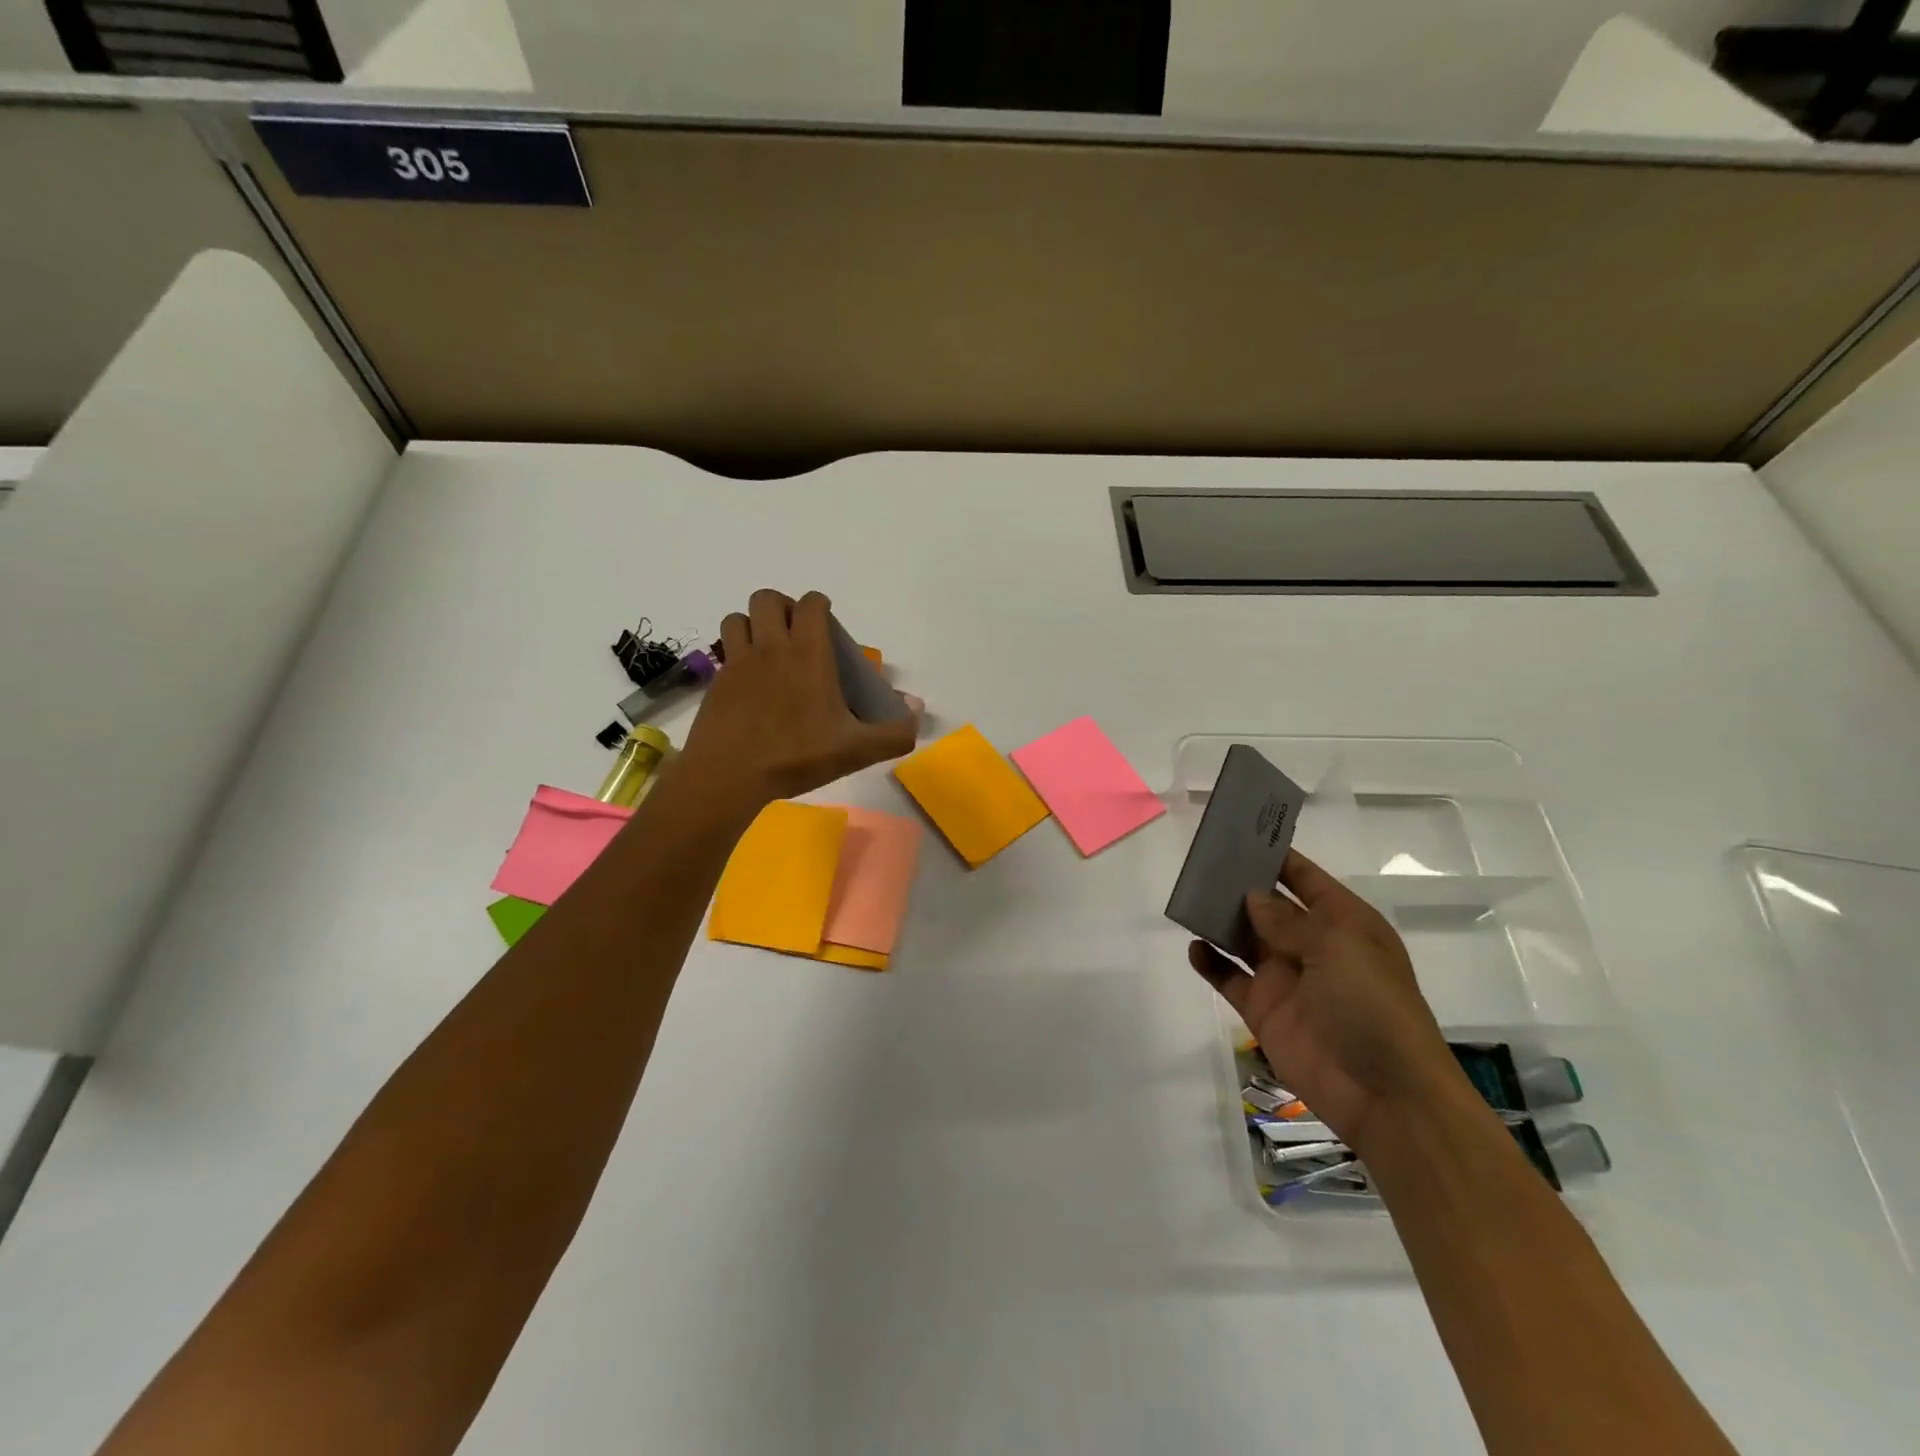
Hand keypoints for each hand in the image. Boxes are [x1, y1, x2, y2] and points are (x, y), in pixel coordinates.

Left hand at [680, 589, 920, 803]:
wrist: (729, 776)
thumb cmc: (797, 757)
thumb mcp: (856, 750)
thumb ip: (894, 733)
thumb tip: (918, 714)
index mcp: (808, 655)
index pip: (811, 604)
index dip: (820, 606)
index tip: (828, 626)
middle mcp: (771, 648)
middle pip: (767, 599)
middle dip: (783, 607)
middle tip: (795, 635)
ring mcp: (738, 663)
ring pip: (738, 619)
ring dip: (753, 625)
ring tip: (767, 651)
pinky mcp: (716, 683)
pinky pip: (724, 651)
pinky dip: (736, 654)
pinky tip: (748, 683)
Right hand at [1188, 850, 1464, 1154]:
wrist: (1384, 1094)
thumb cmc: (1372, 1006)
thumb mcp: (1337, 948)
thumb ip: (1288, 920)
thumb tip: (1252, 896)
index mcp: (1344, 923)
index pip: (1305, 878)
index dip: (1276, 856)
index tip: (1240, 834)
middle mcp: (1312, 945)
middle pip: (1268, 905)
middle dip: (1239, 885)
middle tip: (1201, 862)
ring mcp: (1285, 978)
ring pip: (1244, 937)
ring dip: (1219, 919)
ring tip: (1189, 897)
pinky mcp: (1263, 1009)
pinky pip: (1228, 977)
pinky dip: (1209, 961)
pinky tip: (1195, 947)